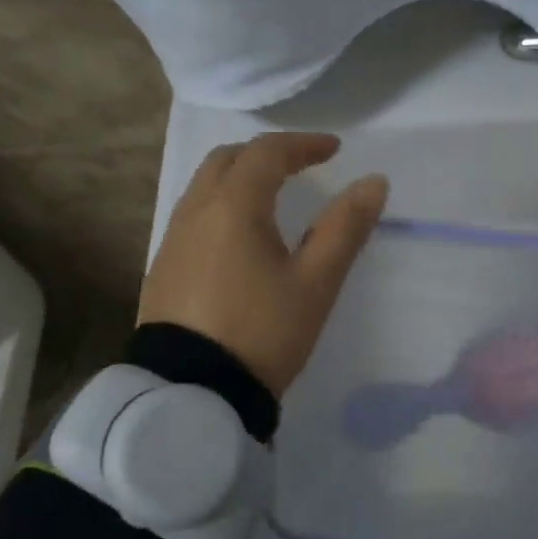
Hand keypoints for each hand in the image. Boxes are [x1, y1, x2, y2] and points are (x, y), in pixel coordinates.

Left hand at [139, 133, 388, 395]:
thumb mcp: (315, 283)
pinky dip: (222, 204)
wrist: (190, 394)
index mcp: (234, 206)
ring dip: (240, 176)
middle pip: (228, 159)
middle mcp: (196, 210)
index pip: (268, 152)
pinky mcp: (163, 267)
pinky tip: (239, 236)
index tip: (334, 149)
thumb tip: (374, 182)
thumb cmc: (261, 332)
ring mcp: (173, 239)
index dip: (303, 144)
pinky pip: (194, 214)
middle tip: (300, 165)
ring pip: (205, 185)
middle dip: (267, 154)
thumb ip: (345, 228)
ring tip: (272, 195)